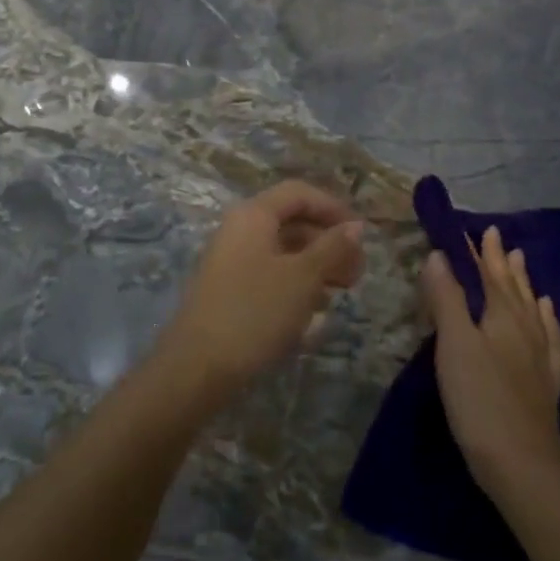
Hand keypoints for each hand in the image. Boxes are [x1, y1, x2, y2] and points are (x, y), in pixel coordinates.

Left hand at [158, 181, 364, 405]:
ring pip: (283, 251)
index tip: (361, 236)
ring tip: (341, 292)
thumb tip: (356, 226)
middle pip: (292, 222)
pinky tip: (314, 309)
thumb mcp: (303, 277)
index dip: (333, 208)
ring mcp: (231, 261)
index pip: (299, 193)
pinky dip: (296, 284)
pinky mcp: (230, 291)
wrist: (197, 367)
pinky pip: (270, 275)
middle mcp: (239, 230)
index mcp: (253, 215)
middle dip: (328, 242)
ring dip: (316, 265)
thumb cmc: (255, 312)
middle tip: (357, 272)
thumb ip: (332, 248)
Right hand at [422, 226, 559, 496]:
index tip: (478, 228)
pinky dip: (546, 321)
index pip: (491, 274)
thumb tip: (439, 254)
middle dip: (503, 262)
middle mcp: (526, 330)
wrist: (521, 464)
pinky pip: (550, 339)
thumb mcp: (454, 344)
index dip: (482, 252)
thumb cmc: (480, 399)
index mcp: (503, 316)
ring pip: (533, 309)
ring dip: (525, 284)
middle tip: (499, 238)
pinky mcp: (546, 383)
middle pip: (514, 288)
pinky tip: (547, 317)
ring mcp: (540, 357)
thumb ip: (447, 298)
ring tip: (523, 263)